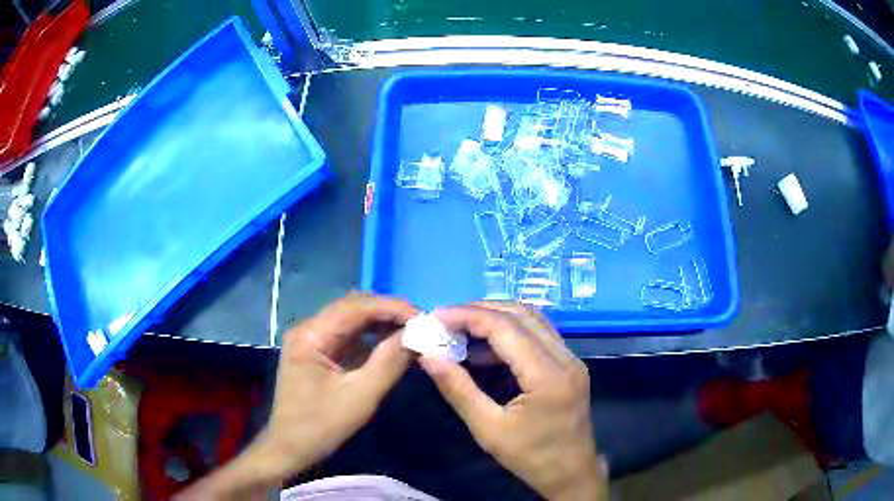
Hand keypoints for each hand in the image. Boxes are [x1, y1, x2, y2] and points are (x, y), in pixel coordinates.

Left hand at [176, 293, 417, 499]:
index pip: (357, 307)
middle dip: (389, 313)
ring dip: (381, 323)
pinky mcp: (317, 352)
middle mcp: (309, 328)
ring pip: (352, 319)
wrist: (290, 448)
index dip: (393, 308)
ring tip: (411, 332)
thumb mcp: (361, 396)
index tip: (424, 318)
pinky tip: (390, 344)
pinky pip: (348, 335)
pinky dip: (371, 337)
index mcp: (311, 335)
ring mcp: (311, 339)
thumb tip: (418, 335)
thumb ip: (389, 362)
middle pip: (353, 307)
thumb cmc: (321, 425)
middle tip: (421, 325)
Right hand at [419, 303, 606, 500]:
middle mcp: (565, 358)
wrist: (571, 473)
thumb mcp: (488, 429)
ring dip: (496, 318)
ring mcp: (571, 359)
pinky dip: (511, 332)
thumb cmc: (530, 458)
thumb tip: (428, 356)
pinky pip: (539, 335)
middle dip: (480, 311)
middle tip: (446, 321)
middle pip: (521, 314)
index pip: (505, 327)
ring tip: (461, 330)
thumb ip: (458, 389)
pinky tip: (487, 349)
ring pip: (532, 320)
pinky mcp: (570, 365)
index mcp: (548, 375)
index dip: (467, 316)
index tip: (436, 317)